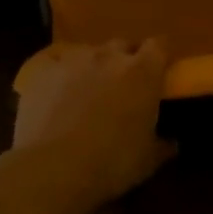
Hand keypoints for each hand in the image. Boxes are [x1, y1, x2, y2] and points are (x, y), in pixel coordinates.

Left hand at [6, 39, 174, 211]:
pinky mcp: (41, 69)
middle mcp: (108, 56)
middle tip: (123, 85)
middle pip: (122, 45)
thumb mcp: (146, 161)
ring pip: (87, 52)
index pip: (159, 45)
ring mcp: (72, 59)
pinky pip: (54, 62)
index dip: (159, 55)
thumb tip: (172, 143)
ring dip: (91, 66)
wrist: (52, 168)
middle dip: (125, 60)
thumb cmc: (110, 163)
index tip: (159, 70)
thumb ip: (162, 146)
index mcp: (142, 72)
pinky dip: (58, 73)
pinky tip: (54, 93)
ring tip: (86, 92)